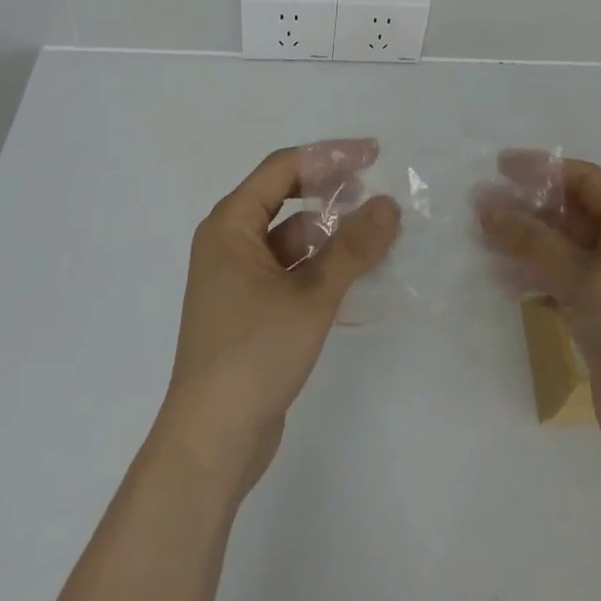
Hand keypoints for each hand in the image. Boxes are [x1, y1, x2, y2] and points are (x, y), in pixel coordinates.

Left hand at [160, 139, 399, 495]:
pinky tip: (354, 275)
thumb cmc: (253, 354)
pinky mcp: (248, 309)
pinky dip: (321, 264)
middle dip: (331, 191)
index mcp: (229, 225)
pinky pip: (290, 268)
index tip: (373, 155)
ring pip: (291, 236)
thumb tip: (390, 204)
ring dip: (330, 232)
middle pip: (285, 196)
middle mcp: (228, 243)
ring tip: (374, 239)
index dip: (330, 156)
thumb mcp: (312, 295)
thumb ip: (353, 247)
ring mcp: (236, 279)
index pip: (284, 167)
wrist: (210, 445)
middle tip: (375, 192)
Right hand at [478, 155, 600, 482]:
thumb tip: (486, 208)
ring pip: (561, 249)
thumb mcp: (584, 278)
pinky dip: (532, 278)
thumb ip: (532, 241)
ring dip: (523, 243)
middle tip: (478, 206)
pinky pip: (559, 283)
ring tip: (479, 240)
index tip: (498, 166)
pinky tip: (500, 280)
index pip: (584, 180)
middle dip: (526, 208)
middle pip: (570, 213)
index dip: (541, 170)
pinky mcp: (600, 317)